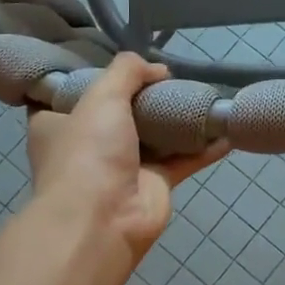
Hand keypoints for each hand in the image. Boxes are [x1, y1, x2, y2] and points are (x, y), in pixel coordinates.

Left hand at [26, 53, 225, 259]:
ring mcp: (123, 167)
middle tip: (169, 75)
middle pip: (119, 113)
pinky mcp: (154, 185)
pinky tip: (226, 131)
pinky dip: (204, 147)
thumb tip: (157, 69)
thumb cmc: (88, 153)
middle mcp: (88, 145)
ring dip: (176, 119)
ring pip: (154, 136)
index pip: (70, 95)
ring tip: (201, 94)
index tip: (116, 64)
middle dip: (143, 96)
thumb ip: (127, 71)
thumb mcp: (101, 96)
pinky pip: (183, 160)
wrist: (103, 221)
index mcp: (58, 125)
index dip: (91, 78)